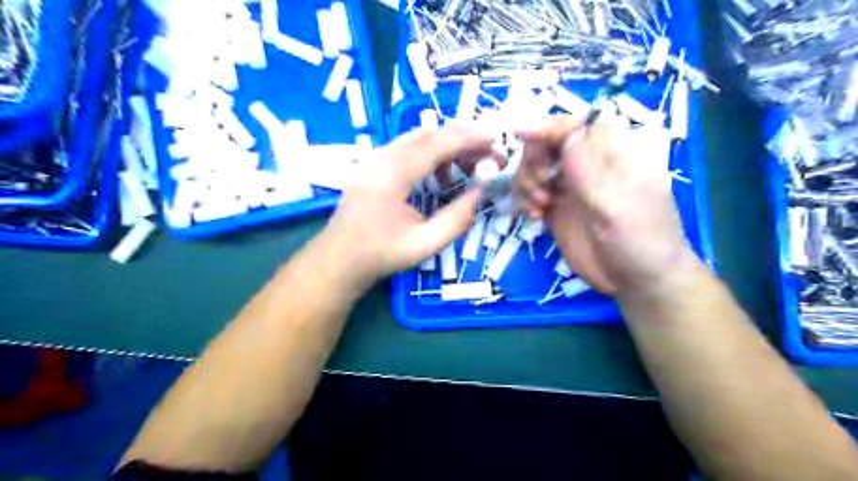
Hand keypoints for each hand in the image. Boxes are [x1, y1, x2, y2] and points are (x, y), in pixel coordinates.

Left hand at [319, 126, 496, 286]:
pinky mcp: (374, 165)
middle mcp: (382, 157)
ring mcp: (375, 158)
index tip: (495, 139)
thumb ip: (456, 218)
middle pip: (428, 135)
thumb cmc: (380, 254)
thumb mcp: (425, 243)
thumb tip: (480, 193)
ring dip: (447, 146)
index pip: (437, 144)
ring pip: (417, 139)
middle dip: (462, 140)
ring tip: (470, 167)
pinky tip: (441, 177)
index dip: (468, 139)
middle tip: (488, 155)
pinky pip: (407, 148)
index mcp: (392, 174)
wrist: (339, 258)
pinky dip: (430, 154)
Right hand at [513, 114, 698, 297]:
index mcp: (612, 153)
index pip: (575, 126)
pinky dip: (525, 200)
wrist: (638, 282)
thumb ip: (589, 170)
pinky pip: (530, 193)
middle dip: (534, 160)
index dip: (546, 125)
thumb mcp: (617, 205)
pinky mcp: (556, 208)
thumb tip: (566, 133)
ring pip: (534, 168)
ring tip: (538, 206)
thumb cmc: (641, 240)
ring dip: (526, 181)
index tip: (520, 134)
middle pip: (547, 144)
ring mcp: (570, 187)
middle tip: (541, 187)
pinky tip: (534, 217)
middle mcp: (588, 165)